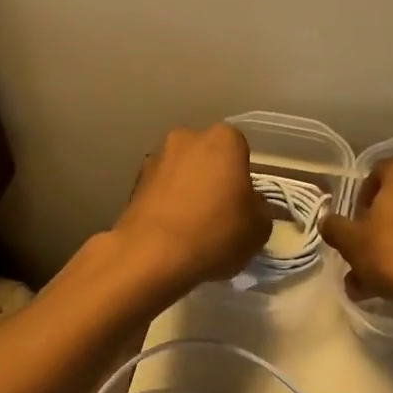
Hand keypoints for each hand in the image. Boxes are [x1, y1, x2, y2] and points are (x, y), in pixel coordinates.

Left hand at [110, 124, 270, 297]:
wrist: (152, 255)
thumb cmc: (215, 233)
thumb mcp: (258, 230)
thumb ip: (260, 210)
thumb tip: (250, 206)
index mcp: (224, 140)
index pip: (241, 150)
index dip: (243, 178)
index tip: (242, 204)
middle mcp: (187, 138)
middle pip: (207, 157)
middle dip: (213, 178)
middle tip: (219, 212)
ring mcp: (156, 158)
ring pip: (181, 172)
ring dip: (187, 189)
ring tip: (192, 226)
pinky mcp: (133, 182)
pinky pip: (161, 190)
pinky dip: (167, 204)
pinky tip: (172, 231)